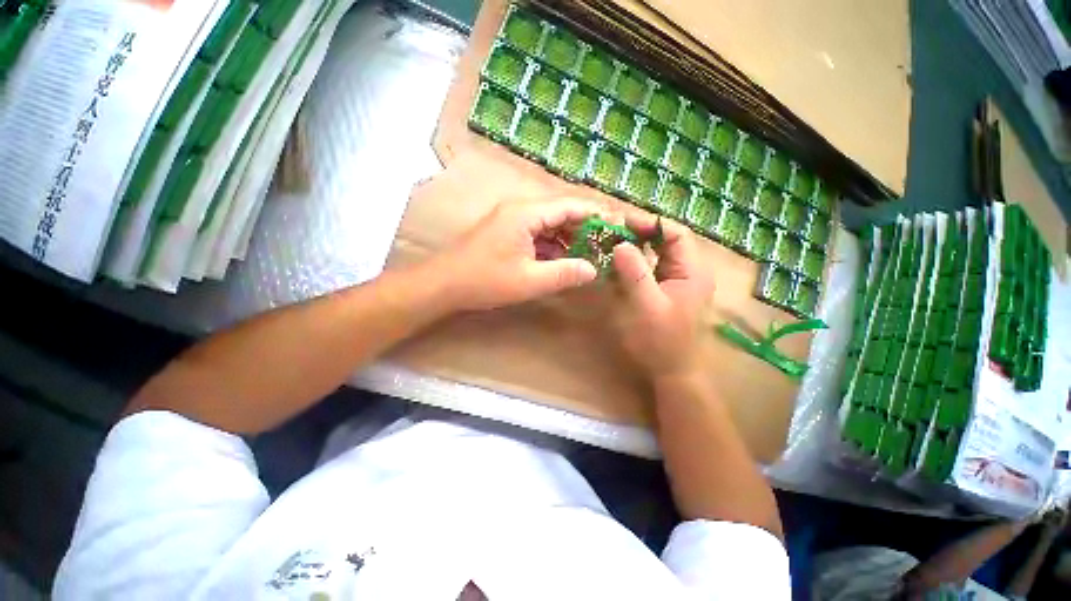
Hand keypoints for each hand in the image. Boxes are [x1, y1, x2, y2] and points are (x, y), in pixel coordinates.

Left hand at [433, 199, 600, 310]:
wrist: (443, 284)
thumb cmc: (484, 281)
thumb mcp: (529, 281)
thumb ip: (564, 273)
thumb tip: (593, 270)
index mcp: (526, 213)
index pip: (570, 205)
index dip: (596, 213)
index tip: (617, 225)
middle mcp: (520, 210)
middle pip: (561, 212)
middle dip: (585, 228)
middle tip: (606, 244)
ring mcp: (512, 221)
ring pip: (549, 224)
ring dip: (569, 239)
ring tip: (589, 255)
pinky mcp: (507, 233)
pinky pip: (537, 234)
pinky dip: (553, 246)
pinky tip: (563, 261)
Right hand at [611, 214, 714, 379]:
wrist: (671, 372)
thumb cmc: (661, 341)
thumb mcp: (646, 307)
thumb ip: (635, 274)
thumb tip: (620, 243)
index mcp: (692, 271)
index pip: (675, 233)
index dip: (649, 223)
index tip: (621, 223)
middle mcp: (687, 271)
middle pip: (665, 241)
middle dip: (639, 233)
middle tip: (611, 232)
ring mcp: (675, 281)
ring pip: (655, 254)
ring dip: (634, 247)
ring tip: (610, 243)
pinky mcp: (664, 291)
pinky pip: (649, 269)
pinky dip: (632, 263)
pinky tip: (615, 265)